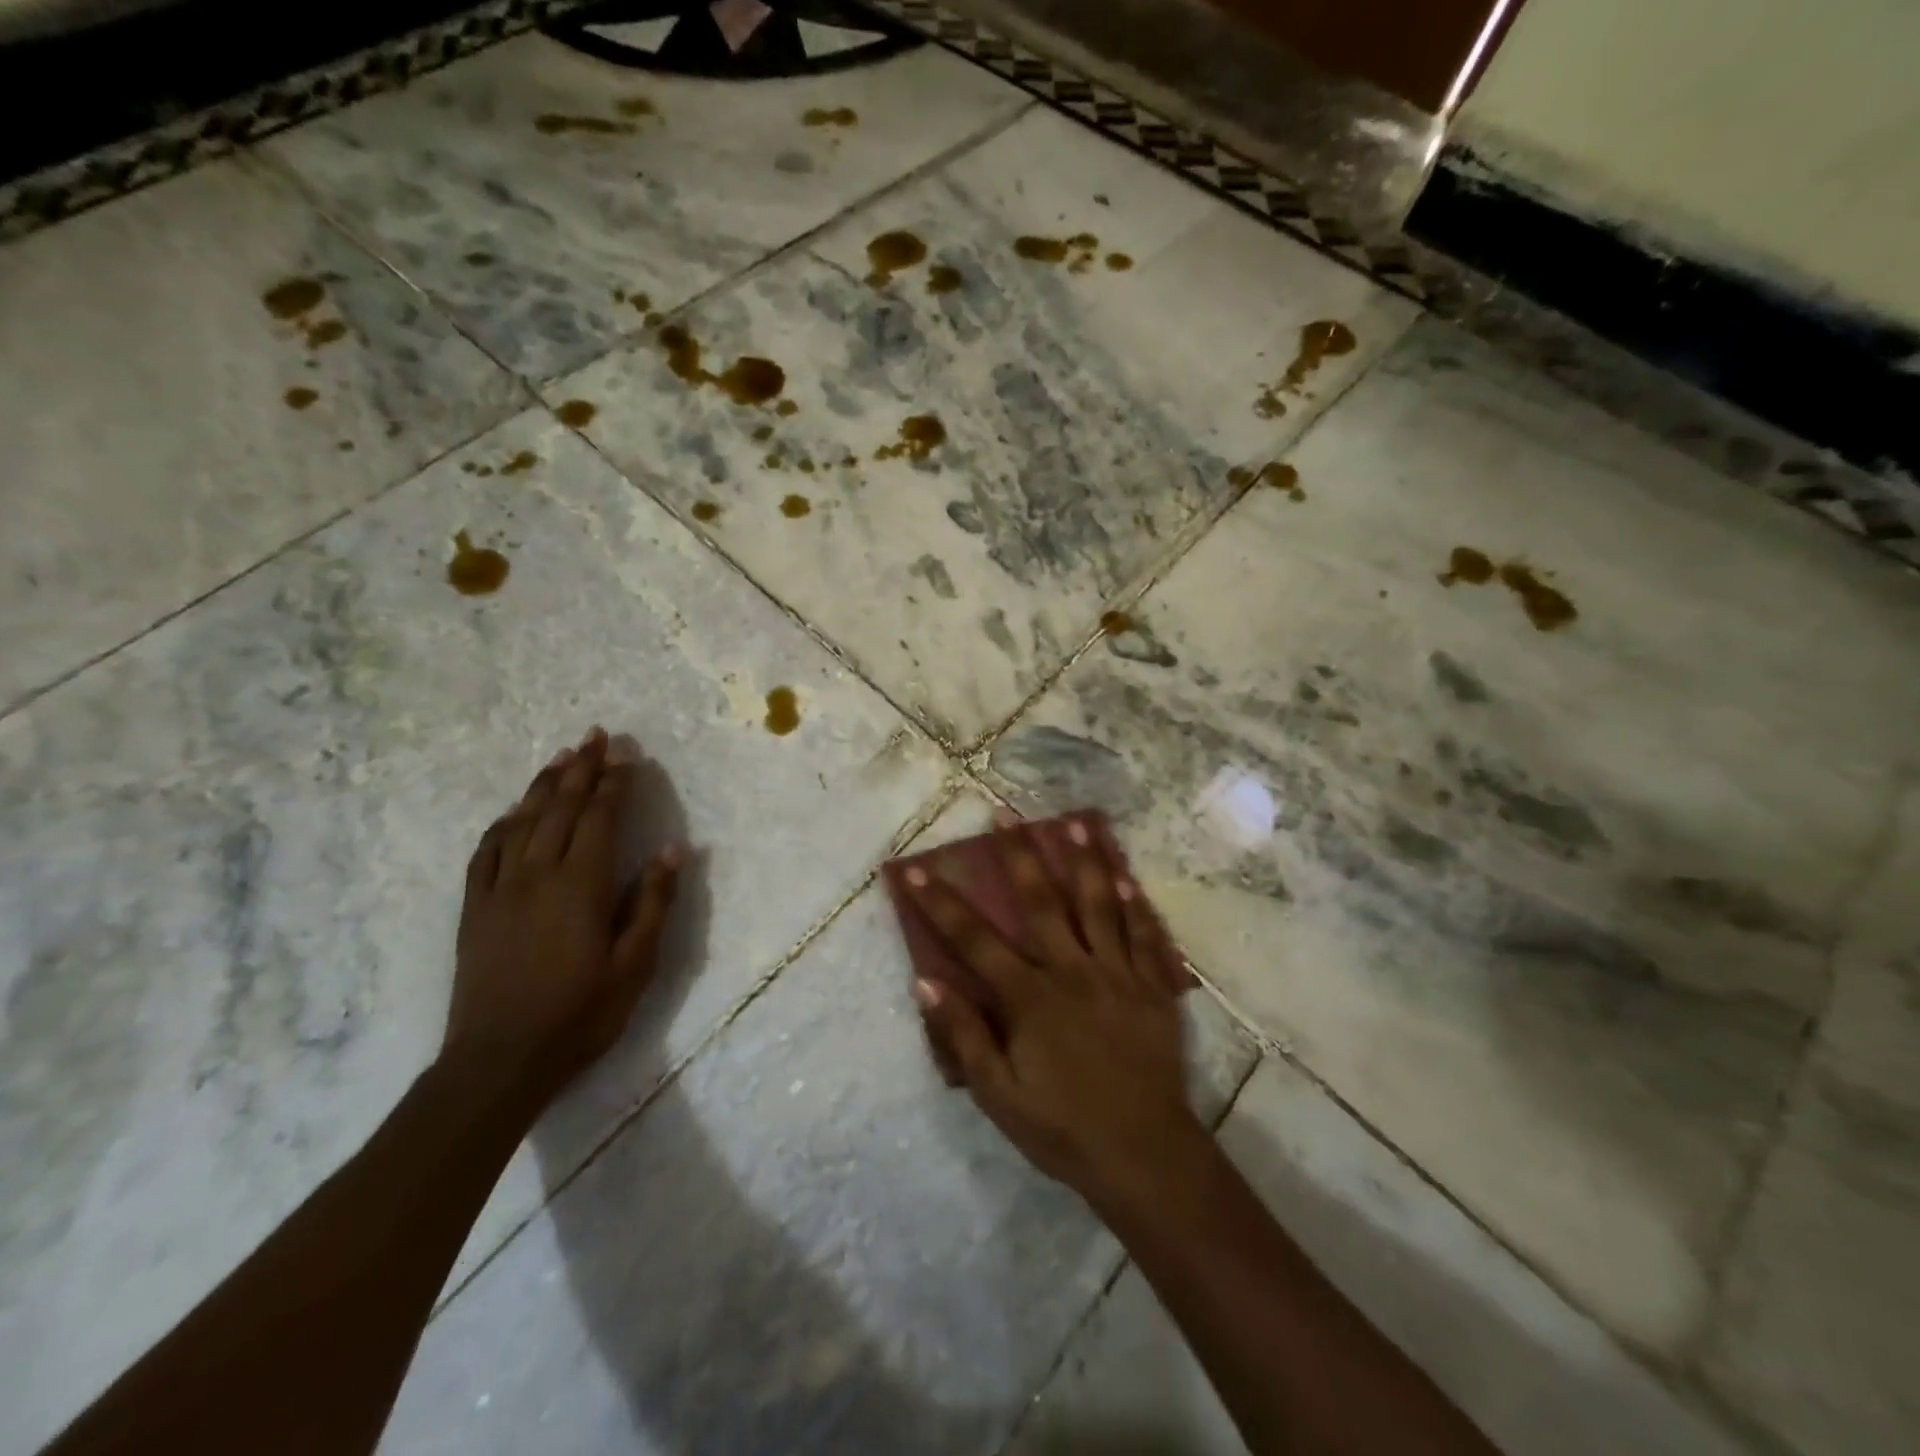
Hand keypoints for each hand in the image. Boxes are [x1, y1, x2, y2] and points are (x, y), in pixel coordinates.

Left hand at [445, 727, 681, 1105]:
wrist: (498, 1062)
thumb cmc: (580, 1014)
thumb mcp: (634, 965)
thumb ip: (653, 903)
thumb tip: (671, 849)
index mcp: (580, 886)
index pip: (599, 819)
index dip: (614, 784)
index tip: (626, 755)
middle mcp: (537, 875)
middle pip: (560, 808)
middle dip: (580, 769)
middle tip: (594, 736)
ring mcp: (500, 890)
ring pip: (522, 822)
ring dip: (543, 786)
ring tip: (560, 757)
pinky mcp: (475, 910)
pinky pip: (486, 853)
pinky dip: (503, 825)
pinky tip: (513, 814)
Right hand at [904, 817, 1208, 1211]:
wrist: (1146, 1155)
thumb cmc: (1063, 1128)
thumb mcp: (998, 1095)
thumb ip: (964, 1035)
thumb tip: (926, 981)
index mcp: (1029, 996)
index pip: (974, 939)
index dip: (941, 903)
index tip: (917, 869)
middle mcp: (1071, 971)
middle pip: (1042, 901)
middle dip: (1018, 854)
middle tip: (1005, 812)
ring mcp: (1116, 974)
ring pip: (1097, 905)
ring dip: (1084, 861)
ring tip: (1075, 823)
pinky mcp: (1151, 987)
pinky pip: (1142, 935)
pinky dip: (1133, 905)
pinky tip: (1125, 878)